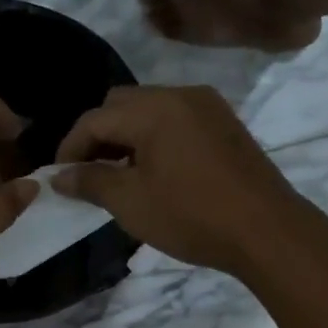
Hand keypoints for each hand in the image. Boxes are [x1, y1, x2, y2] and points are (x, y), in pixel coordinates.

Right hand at [53, 84, 318, 276]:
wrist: (268, 231)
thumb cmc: (192, 216)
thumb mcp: (131, 202)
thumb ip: (90, 181)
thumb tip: (59, 176)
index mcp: (154, 108)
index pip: (95, 118)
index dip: (70, 148)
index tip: (59, 178)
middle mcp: (180, 95)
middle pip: (121, 104)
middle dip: (98, 136)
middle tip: (89, 174)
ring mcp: (208, 107)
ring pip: (150, 110)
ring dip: (127, 137)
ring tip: (120, 176)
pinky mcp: (225, 124)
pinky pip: (176, 119)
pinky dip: (155, 138)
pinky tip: (155, 172)